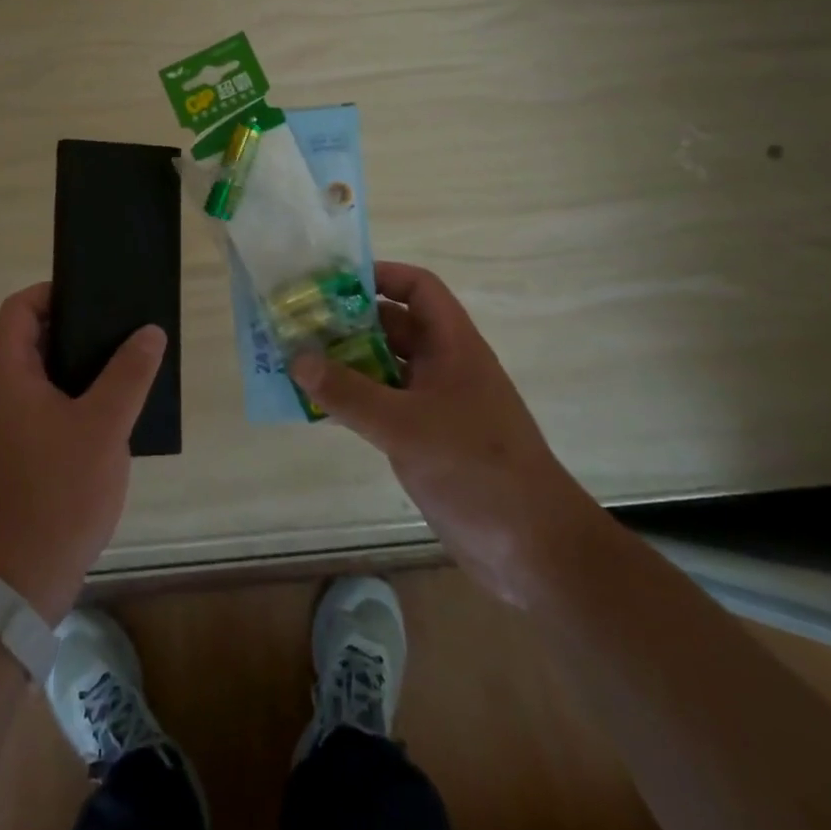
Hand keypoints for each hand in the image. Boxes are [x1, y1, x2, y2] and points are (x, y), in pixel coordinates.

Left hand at [0, 283, 164, 623]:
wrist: (19, 581)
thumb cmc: (58, 492)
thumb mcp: (103, 426)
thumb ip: (128, 374)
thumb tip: (149, 332)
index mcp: (6, 375)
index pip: (18, 309)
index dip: (52, 293)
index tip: (94, 297)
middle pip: (30, 339)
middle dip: (74, 328)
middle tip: (121, 328)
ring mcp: (4, 427)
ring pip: (41, 375)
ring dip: (79, 365)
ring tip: (125, 363)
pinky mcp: (17, 454)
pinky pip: (45, 406)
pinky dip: (75, 397)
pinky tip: (113, 411)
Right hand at [289, 261, 601, 604]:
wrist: (535, 552)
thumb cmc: (477, 470)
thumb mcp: (406, 427)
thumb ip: (349, 393)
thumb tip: (297, 359)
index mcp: (453, 346)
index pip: (418, 289)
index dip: (380, 276)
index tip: (331, 283)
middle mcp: (444, 367)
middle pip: (393, 327)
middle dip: (347, 322)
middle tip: (298, 323)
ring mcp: (434, 405)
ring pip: (383, 368)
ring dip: (344, 364)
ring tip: (295, 361)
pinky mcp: (425, 440)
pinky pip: (380, 406)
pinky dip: (350, 401)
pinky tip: (315, 407)